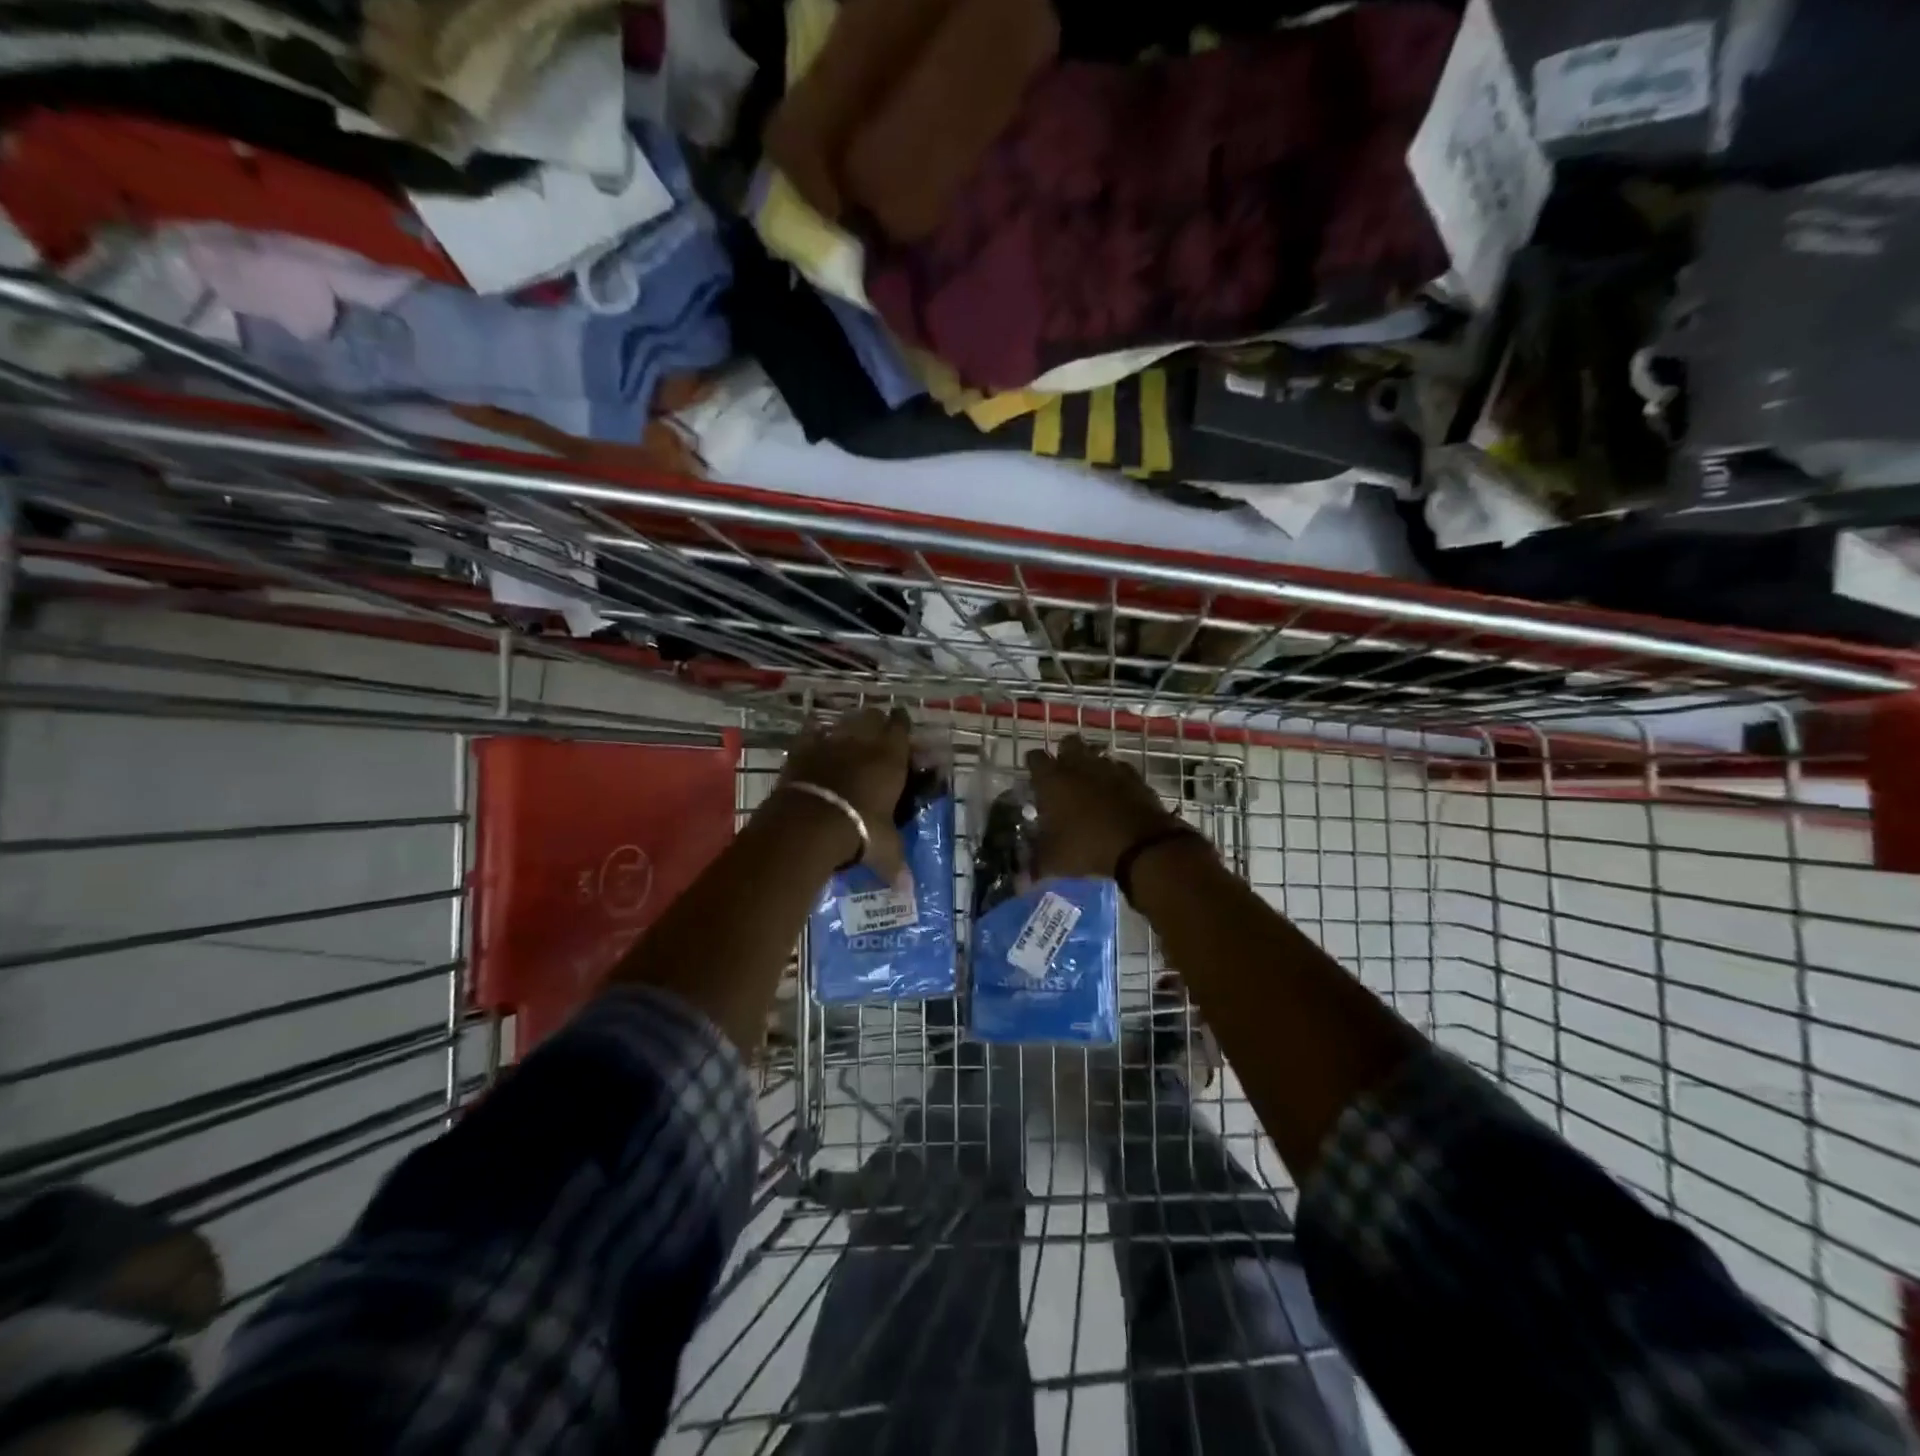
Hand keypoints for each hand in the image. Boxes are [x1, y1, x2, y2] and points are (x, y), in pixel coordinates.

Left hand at [778, 706, 912, 877]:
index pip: (901, 727)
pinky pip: (810, 732)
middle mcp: (863, 741)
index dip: (902, 726)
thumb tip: (907, 890)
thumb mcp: (885, 849)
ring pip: (843, 721)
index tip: (903, 731)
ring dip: (848, 728)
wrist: (810, 824)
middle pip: (873, 715)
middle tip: (877, 738)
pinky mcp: (802, 749)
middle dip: (876, 722)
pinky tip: (815, 742)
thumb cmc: (860, 831)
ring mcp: (830, 742)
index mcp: (891, 757)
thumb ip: (896, 864)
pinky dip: (814, 735)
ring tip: (848, 741)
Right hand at [1024, 735, 1179, 879]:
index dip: (1033, 766)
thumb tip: (1019, 881)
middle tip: (1064, 776)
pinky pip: (1120, 769)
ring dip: (1091, 765)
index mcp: (1052, 780)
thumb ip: (1035, 865)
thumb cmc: (1086, 847)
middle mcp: (1078, 765)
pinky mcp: (1134, 777)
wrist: (1140, 844)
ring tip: (1090, 786)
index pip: (1035, 758)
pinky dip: (1116, 778)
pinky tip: (1116, 794)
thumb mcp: (1053, 861)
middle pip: (1068, 743)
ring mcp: (1109, 768)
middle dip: (1064, 754)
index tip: (1034, 778)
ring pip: (1096, 754)